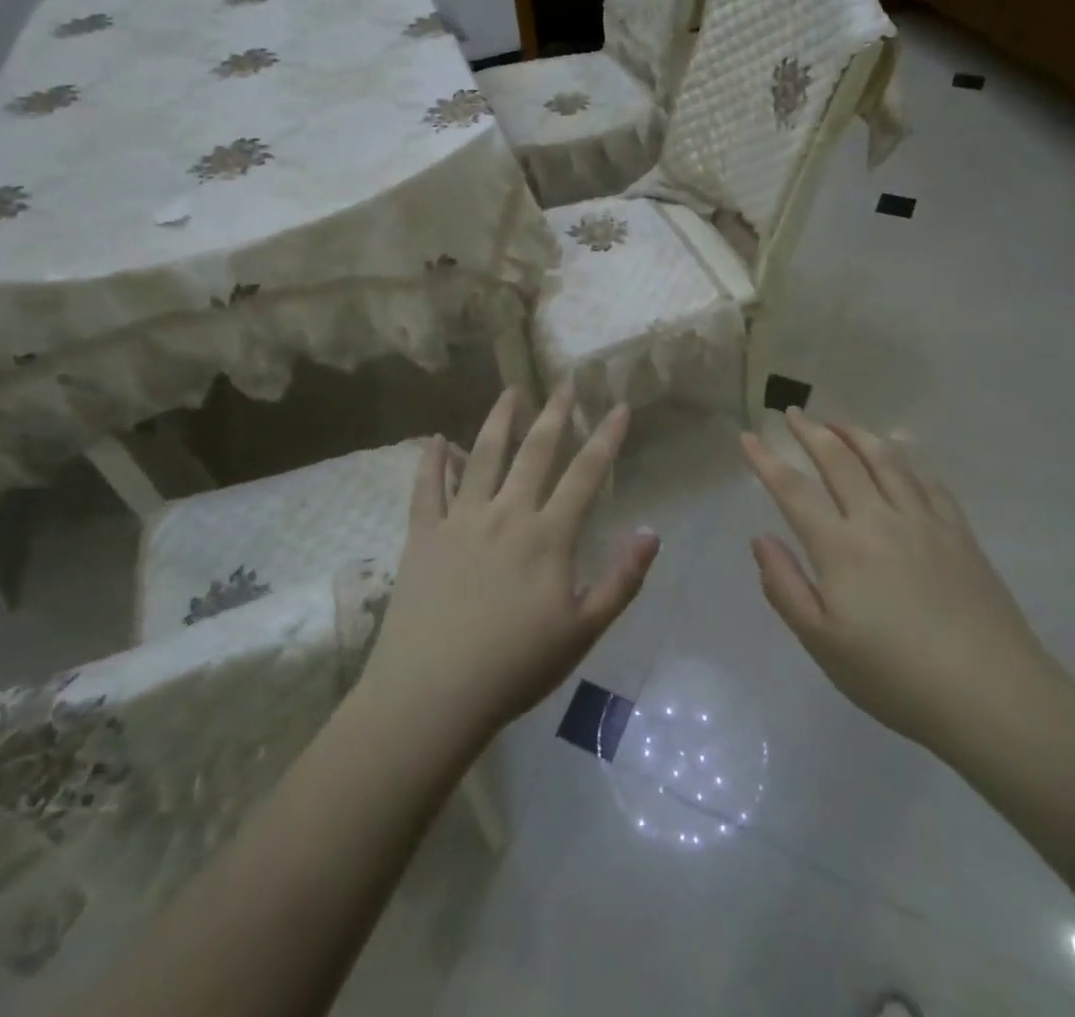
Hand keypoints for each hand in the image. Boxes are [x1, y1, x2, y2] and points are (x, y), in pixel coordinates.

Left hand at [360, 384, 660, 745]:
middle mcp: (506, 514)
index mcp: (547, 536)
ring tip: (510, 391)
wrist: (433, 693)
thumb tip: (650, 533)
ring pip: (483, 456)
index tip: (620, 406)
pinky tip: (437, 438)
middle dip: (555, 414)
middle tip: (565, 382)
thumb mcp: (582, 632)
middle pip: (535, 452)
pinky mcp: (423, 535)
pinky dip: (433, 461)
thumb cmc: (515, 667)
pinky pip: (427, 488)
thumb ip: (620, 581)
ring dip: (499, 420)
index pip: (585, 475)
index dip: (606, 438)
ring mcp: (461, 520)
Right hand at [740, 410, 1057, 753]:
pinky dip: (905, 458)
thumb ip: (785, 587)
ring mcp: (923, 521)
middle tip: (792, 413)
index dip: (766, 460)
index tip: (747, 437)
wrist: (993, 696)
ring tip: (837, 421)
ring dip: (856, 433)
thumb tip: (760, 539)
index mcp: (840, 547)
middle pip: (839, 460)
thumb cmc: (895, 677)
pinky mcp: (958, 532)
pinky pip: (927, 480)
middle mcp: (878, 519)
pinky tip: (899, 452)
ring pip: (885, 459)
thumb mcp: (822, 644)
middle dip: (810, 431)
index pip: (794, 489)